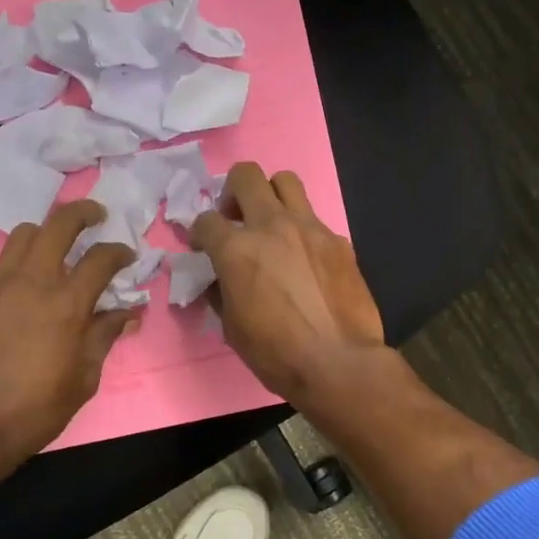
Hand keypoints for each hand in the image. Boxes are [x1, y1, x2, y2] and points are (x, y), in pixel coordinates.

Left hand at [0, 200, 136, 471]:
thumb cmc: (38, 407)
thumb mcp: (84, 377)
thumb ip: (104, 336)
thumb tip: (127, 314)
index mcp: (66, 304)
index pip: (100, 259)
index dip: (119, 252)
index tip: (128, 255)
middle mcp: (32, 282)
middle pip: (58, 225)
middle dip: (82, 214)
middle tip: (97, 217)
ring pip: (25, 235)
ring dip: (48, 231)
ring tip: (60, 246)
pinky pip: (4, 261)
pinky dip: (25, 257)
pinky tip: (33, 280)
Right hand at [189, 163, 384, 402]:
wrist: (339, 363)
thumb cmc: (276, 354)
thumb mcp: (232, 328)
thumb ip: (221, 292)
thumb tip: (220, 280)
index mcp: (237, 250)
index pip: (205, 220)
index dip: (199, 233)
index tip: (203, 247)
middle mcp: (272, 226)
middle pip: (246, 176)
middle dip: (232, 191)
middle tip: (236, 218)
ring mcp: (310, 228)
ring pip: (286, 181)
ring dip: (272, 196)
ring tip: (272, 224)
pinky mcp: (338, 240)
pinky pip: (315, 219)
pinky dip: (302, 230)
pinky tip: (305, 259)